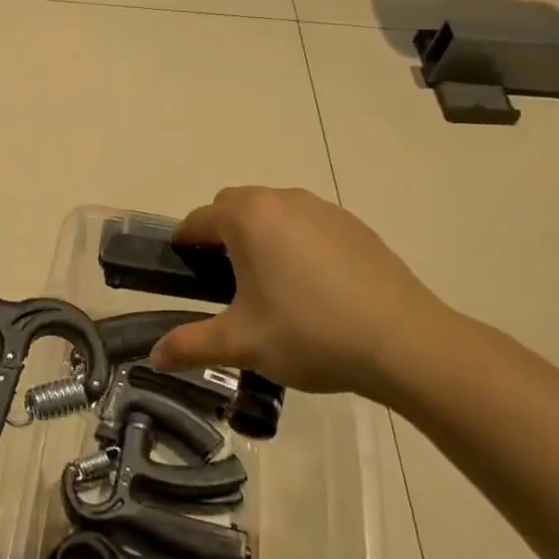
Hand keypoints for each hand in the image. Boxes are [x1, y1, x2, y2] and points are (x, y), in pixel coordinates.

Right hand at [146, 187, 461, 399]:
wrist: (404, 342)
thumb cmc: (310, 334)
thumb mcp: (241, 344)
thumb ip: (190, 345)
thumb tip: (154, 358)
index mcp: (250, 218)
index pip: (199, 219)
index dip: (183, 244)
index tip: (181, 271)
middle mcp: (284, 200)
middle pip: (235, 206)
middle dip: (221, 234)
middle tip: (224, 282)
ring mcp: (325, 209)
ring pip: (274, 212)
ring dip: (260, 236)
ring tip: (270, 286)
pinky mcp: (355, 226)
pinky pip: (308, 224)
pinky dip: (296, 243)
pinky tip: (313, 288)